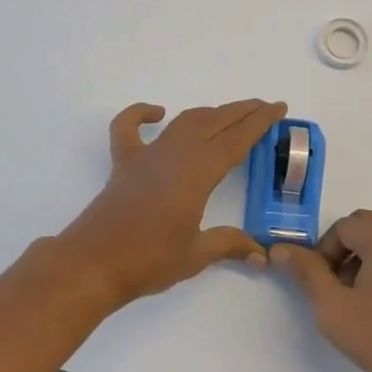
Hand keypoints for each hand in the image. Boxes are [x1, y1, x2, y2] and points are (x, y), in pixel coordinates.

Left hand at [57, 99, 287, 309]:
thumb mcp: (196, 255)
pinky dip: (141, 114)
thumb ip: (228, 245)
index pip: (236, 140)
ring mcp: (147, 156)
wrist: (93, 263)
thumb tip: (260, 253)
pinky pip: (128, 127)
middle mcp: (175, 155)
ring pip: (183, 122)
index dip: (260, 122)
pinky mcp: (123, 163)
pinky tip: (156, 113)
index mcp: (198, 172)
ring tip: (229, 114)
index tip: (278, 108)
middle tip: (264, 107)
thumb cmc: (148, 260)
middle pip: (214, 122)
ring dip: (209, 113)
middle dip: (241, 111)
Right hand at [273, 209, 371, 371]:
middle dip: (345, 251)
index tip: (321, 284)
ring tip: (361, 301)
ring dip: (368, 261)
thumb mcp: (332, 306)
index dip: (324, 251)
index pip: (344, 226)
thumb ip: (306, 271)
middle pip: (368, 228)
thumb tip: (280, 249)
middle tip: (337, 289)